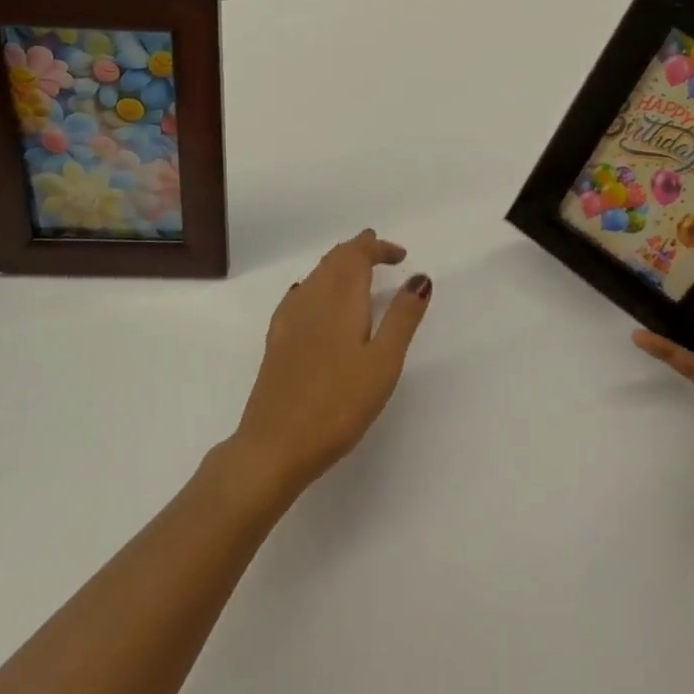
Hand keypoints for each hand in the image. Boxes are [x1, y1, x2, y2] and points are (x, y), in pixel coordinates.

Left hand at [229, 229, 431, 498]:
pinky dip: (318, 285)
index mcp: (340, 300)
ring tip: (356, 271)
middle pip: (334, 260)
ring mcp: (289, 320)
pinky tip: (315, 300)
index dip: (377, 248)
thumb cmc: (338, 405)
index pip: (356, 256)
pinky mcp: (276, 341)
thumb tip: (419, 278)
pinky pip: (300, 295)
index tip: (400, 255)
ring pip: (316, 276)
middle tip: (380, 252)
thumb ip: (402, 318)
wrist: (274, 445)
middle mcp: (311, 300)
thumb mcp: (383, 363)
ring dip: (338, 266)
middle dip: (357, 251)